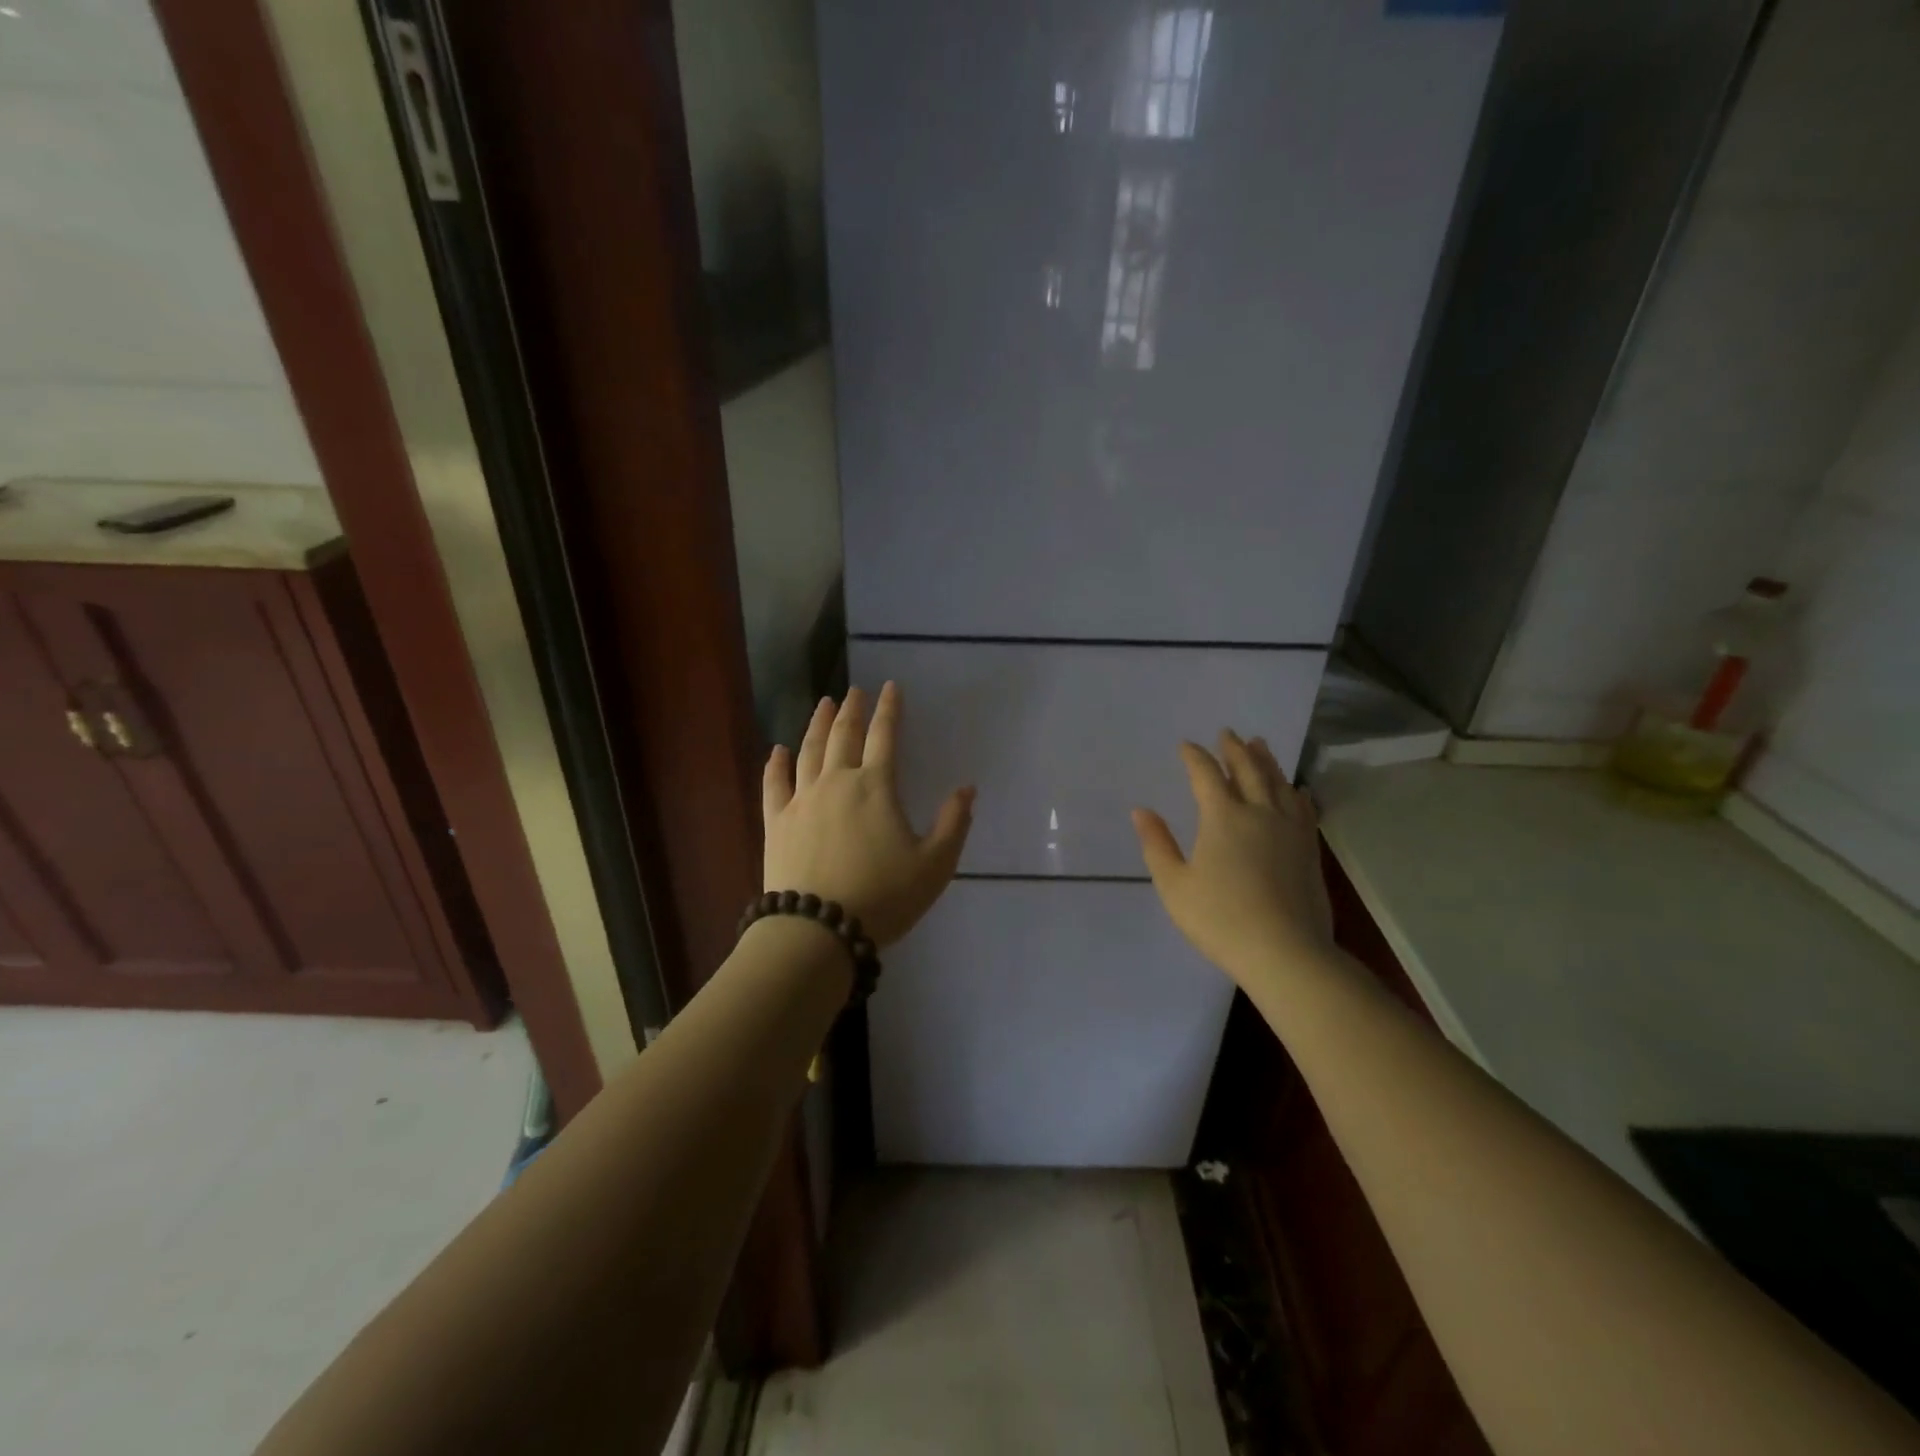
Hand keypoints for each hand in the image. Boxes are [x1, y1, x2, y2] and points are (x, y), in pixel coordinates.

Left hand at [762, 683, 974, 947]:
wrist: (818, 929)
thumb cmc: (883, 897)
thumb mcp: (934, 865)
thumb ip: (954, 824)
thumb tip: (967, 789)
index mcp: (875, 787)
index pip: (885, 736)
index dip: (889, 709)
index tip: (890, 687)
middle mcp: (836, 783)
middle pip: (843, 736)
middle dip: (851, 709)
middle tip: (855, 690)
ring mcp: (801, 800)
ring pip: (808, 751)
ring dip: (817, 725)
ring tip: (823, 704)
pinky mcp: (776, 822)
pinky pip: (774, 784)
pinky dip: (776, 764)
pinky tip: (777, 750)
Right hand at [1132, 731, 1335, 988]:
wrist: (1286, 952)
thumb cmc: (1220, 919)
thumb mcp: (1174, 885)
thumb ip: (1157, 845)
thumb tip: (1141, 811)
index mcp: (1222, 817)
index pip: (1206, 775)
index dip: (1195, 757)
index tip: (1186, 745)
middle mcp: (1259, 812)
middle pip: (1248, 770)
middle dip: (1235, 750)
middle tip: (1228, 733)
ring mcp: (1290, 830)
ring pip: (1278, 783)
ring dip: (1267, 761)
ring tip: (1260, 745)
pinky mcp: (1309, 849)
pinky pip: (1303, 808)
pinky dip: (1296, 792)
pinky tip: (1297, 790)